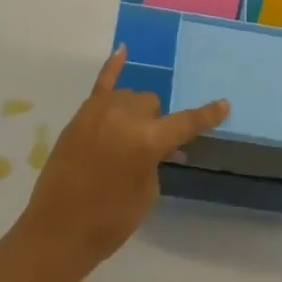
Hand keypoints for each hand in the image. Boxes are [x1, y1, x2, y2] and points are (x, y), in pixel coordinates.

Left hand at [16, 47, 229, 276]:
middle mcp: (125, 117)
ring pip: (129, 96)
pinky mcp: (80, 116)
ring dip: (135, 112)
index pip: (186, 123)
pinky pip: (101, 84)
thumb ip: (156, 160)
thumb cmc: (110, 220)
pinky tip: (122, 50)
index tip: (224, 105)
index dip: (207, 116)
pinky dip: (113, 66)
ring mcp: (99, 112)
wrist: (57, 231)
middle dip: (155, 122)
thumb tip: (159, 145)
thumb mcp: (147, 192)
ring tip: (129, 134)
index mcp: (147, 140)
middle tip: (150, 148)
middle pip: (151, 104)